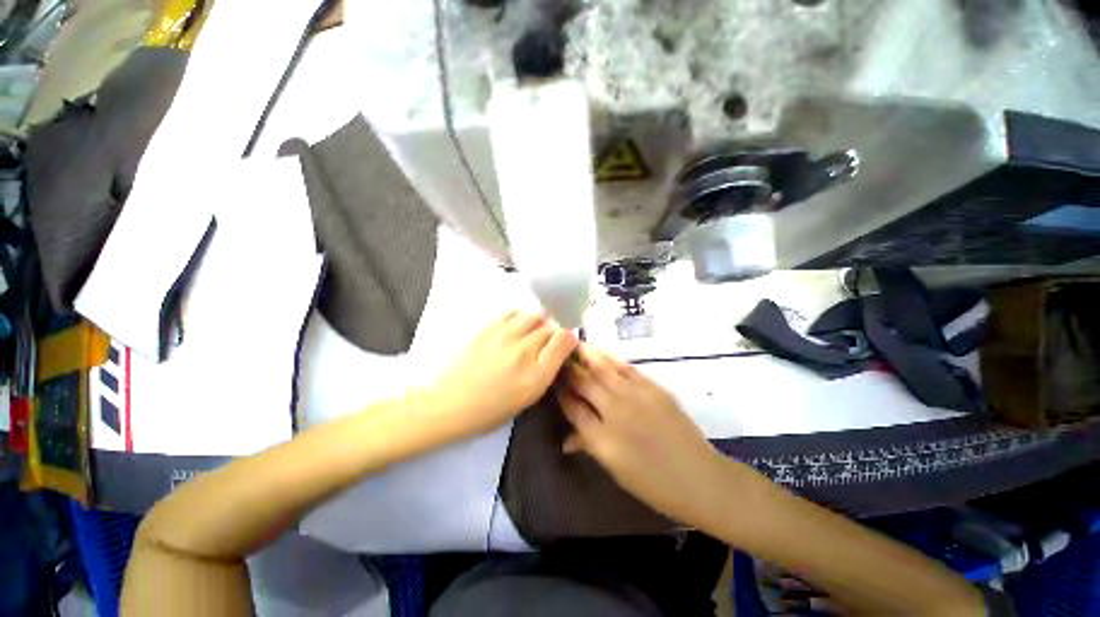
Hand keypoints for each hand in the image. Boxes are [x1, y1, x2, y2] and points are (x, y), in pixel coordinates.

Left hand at [423, 311, 577, 438]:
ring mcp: (505, 336)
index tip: (564, 345)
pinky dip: (520, 317)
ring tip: (531, 333)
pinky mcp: (488, 328)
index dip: (569, 339)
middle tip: (545, 343)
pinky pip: (513, 312)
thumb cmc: (491, 410)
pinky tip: (515, 326)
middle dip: (553, 333)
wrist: (450, 403)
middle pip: (551, 327)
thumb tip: (556, 351)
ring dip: (538, 323)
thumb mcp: (527, 399)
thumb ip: (546, 372)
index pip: (565, 340)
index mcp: (537, 375)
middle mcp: (524, 351)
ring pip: (534, 315)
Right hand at [558, 344, 735, 526]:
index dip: (560, 391)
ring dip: (586, 355)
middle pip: (584, 382)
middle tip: (559, 356)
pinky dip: (610, 358)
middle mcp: (614, 412)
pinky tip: (600, 352)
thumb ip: (588, 446)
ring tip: (574, 344)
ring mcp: (635, 396)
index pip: (572, 407)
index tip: (552, 380)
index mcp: (601, 439)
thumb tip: (565, 439)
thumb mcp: (615, 470)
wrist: (700, 478)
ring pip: (603, 368)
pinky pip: (625, 368)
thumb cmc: (654, 483)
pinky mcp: (653, 388)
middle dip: (568, 368)